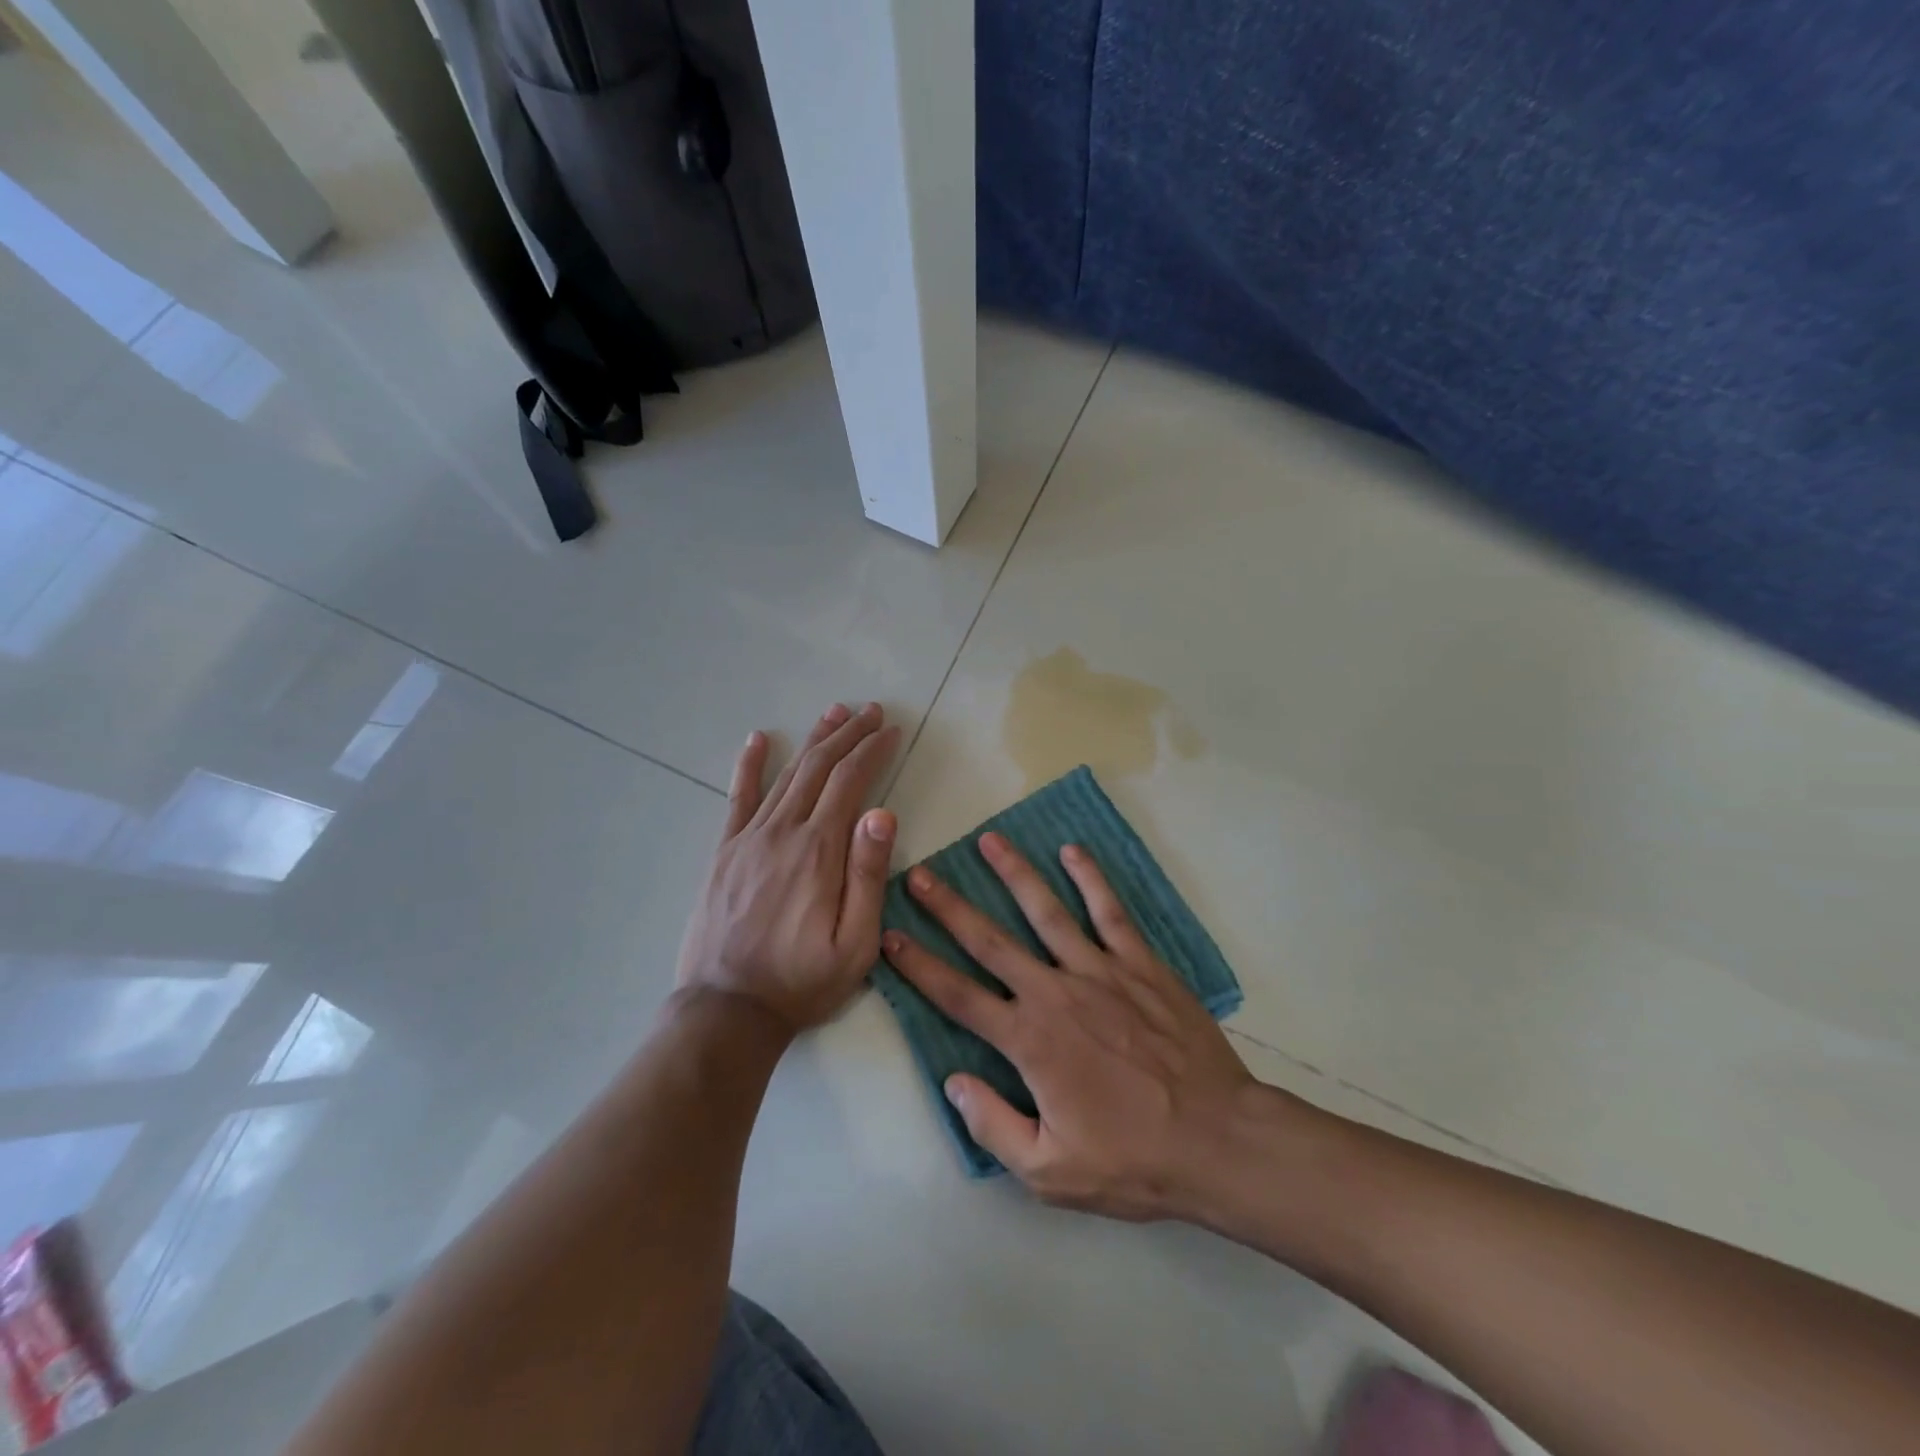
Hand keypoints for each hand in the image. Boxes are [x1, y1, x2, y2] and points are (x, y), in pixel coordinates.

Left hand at [676, 702, 899, 1033]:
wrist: (727, 1009)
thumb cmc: (802, 981)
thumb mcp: (855, 943)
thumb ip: (869, 876)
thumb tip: (882, 813)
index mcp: (819, 850)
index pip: (851, 782)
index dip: (873, 750)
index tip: (891, 729)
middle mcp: (783, 831)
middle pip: (819, 767)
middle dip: (848, 734)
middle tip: (870, 710)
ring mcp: (749, 838)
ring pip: (786, 774)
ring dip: (813, 740)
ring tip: (834, 712)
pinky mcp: (725, 852)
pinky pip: (737, 797)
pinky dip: (749, 764)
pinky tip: (758, 739)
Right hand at [880, 833, 1262, 1221]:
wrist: (1219, 1140)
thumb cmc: (1133, 1161)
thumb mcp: (1050, 1172)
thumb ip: (993, 1126)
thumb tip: (953, 1082)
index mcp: (1029, 1040)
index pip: (959, 996)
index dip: (919, 966)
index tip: (890, 937)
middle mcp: (1055, 992)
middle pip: (990, 940)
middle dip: (949, 906)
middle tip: (919, 874)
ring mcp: (1100, 971)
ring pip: (1046, 910)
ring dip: (1013, 873)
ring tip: (988, 839)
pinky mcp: (1140, 963)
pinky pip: (1110, 911)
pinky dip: (1090, 878)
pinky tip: (1072, 850)